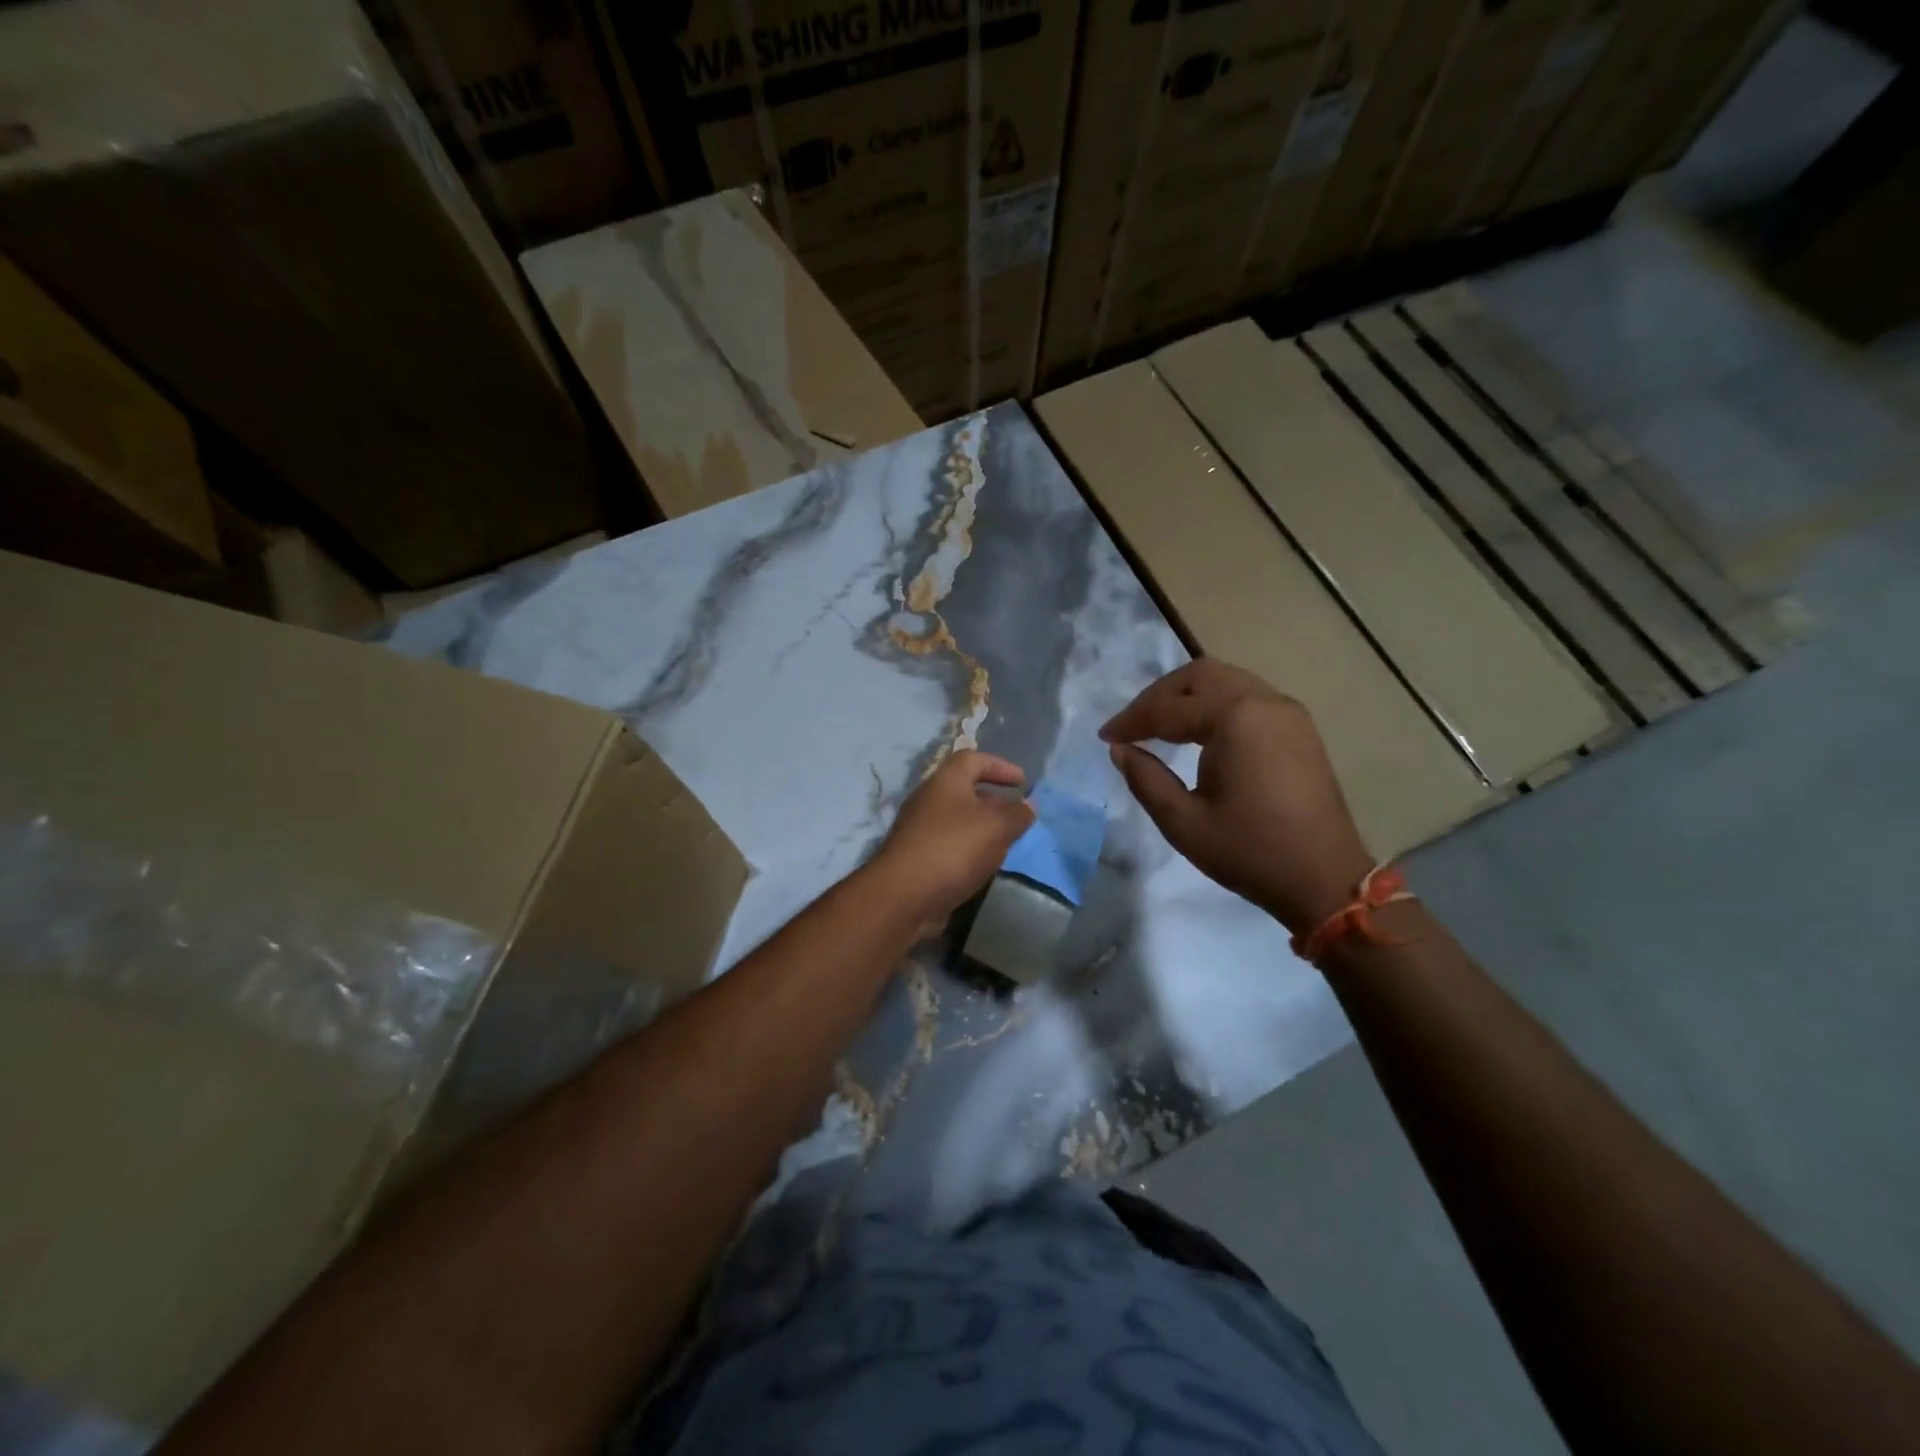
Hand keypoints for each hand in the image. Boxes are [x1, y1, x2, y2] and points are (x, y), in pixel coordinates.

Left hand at [869, 750, 1035, 928]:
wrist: (903, 896)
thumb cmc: (952, 848)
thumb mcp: (996, 826)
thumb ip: (1017, 814)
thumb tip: (1028, 805)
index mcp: (945, 781)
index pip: (973, 759)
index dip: (1000, 765)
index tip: (1023, 781)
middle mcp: (929, 800)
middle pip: (965, 790)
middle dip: (994, 800)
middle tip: (1018, 815)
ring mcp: (920, 830)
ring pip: (958, 820)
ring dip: (983, 828)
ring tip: (1007, 842)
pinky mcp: (918, 858)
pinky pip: (950, 845)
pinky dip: (970, 849)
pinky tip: (984, 865)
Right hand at [1101, 660, 1373, 934]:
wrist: (1325, 879)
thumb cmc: (1251, 852)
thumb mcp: (1184, 823)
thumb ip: (1146, 779)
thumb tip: (1120, 749)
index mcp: (1235, 718)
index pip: (1169, 708)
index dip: (1131, 721)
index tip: (1105, 737)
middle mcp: (1263, 701)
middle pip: (1199, 676)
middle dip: (1159, 696)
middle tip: (1133, 725)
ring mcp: (1287, 711)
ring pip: (1225, 680)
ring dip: (1187, 696)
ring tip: (1160, 726)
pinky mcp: (1299, 727)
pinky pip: (1247, 696)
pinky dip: (1215, 704)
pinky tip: (1199, 733)